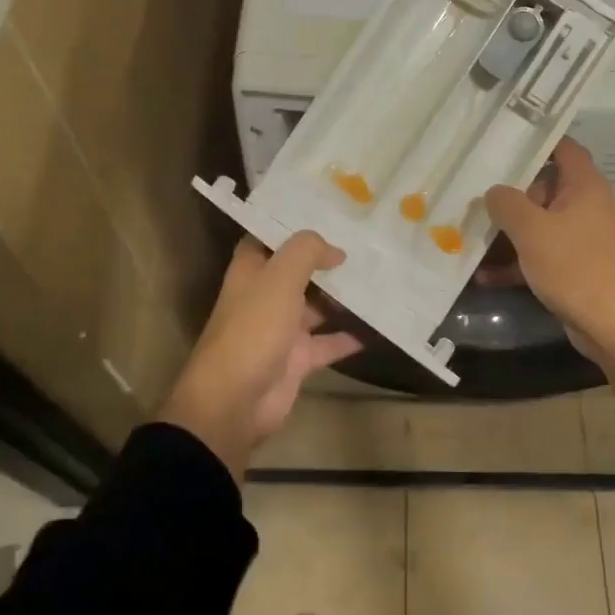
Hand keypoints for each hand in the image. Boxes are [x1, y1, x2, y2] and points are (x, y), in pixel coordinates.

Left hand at [158, 233, 362, 479]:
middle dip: (328, 259)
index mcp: (252, 270)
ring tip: (380, 278)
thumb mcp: (280, 278)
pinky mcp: (298, 359)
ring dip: (343, 297)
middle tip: (367, 243)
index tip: (330, 212)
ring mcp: (282, 329)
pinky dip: (350, 337)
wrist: (234, 401)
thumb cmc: (253, 328)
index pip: (271, 237)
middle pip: (300, 271)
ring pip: (317, 306)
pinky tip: (378, 325)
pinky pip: (329, 343)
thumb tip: (335, 250)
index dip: (296, 225)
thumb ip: (307, 252)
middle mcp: (265, 295)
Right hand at [483, 139, 614, 359]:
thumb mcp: (532, 229)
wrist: (614, 326)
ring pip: (538, 223)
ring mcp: (580, 238)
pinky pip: (539, 255)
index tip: (502, 140)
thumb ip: (507, 203)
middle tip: (472, 188)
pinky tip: (484, 276)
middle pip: (543, 186)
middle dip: (509, 190)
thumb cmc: (576, 266)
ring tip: (468, 230)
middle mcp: (585, 205)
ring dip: (507, 230)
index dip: (536, 140)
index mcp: (583, 185)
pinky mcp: (573, 267)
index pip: (562, 147)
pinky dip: (515, 262)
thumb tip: (493, 191)